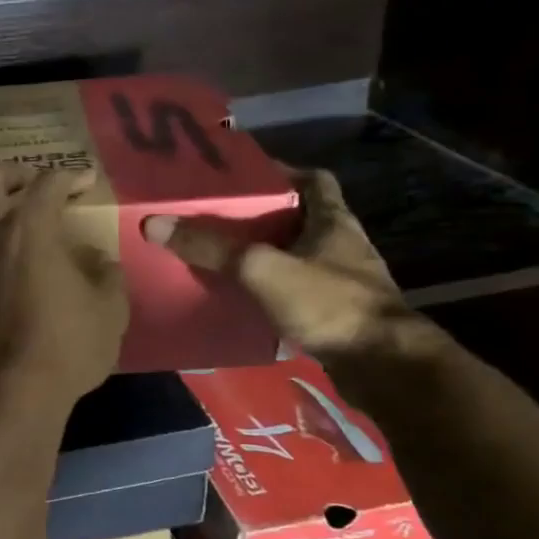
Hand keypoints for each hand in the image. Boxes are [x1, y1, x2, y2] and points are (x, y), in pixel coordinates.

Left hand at [0, 164, 128, 404]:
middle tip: (27, 184)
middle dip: (12, 173)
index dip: (69, 176)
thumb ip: (105, 275)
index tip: (82, 182)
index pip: (49, 185)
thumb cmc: (65, 350)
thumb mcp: (109, 310)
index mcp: (31, 229)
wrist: (9, 392)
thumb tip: (96, 260)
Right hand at [141, 169, 414, 362]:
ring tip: (223, 255)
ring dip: (266, 254)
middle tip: (219, 216)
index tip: (245, 175)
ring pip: (297, 256)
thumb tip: (154, 224)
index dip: (282, 171)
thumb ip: (211, 248)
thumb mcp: (262, 269)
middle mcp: (341, 246)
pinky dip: (271, 290)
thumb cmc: (329, 303)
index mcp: (333, 221)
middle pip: (300, 218)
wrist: (384, 367)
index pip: (314, 180)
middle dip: (262, 216)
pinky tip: (243, 298)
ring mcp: (342, 282)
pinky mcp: (336, 315)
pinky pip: (296, 291)